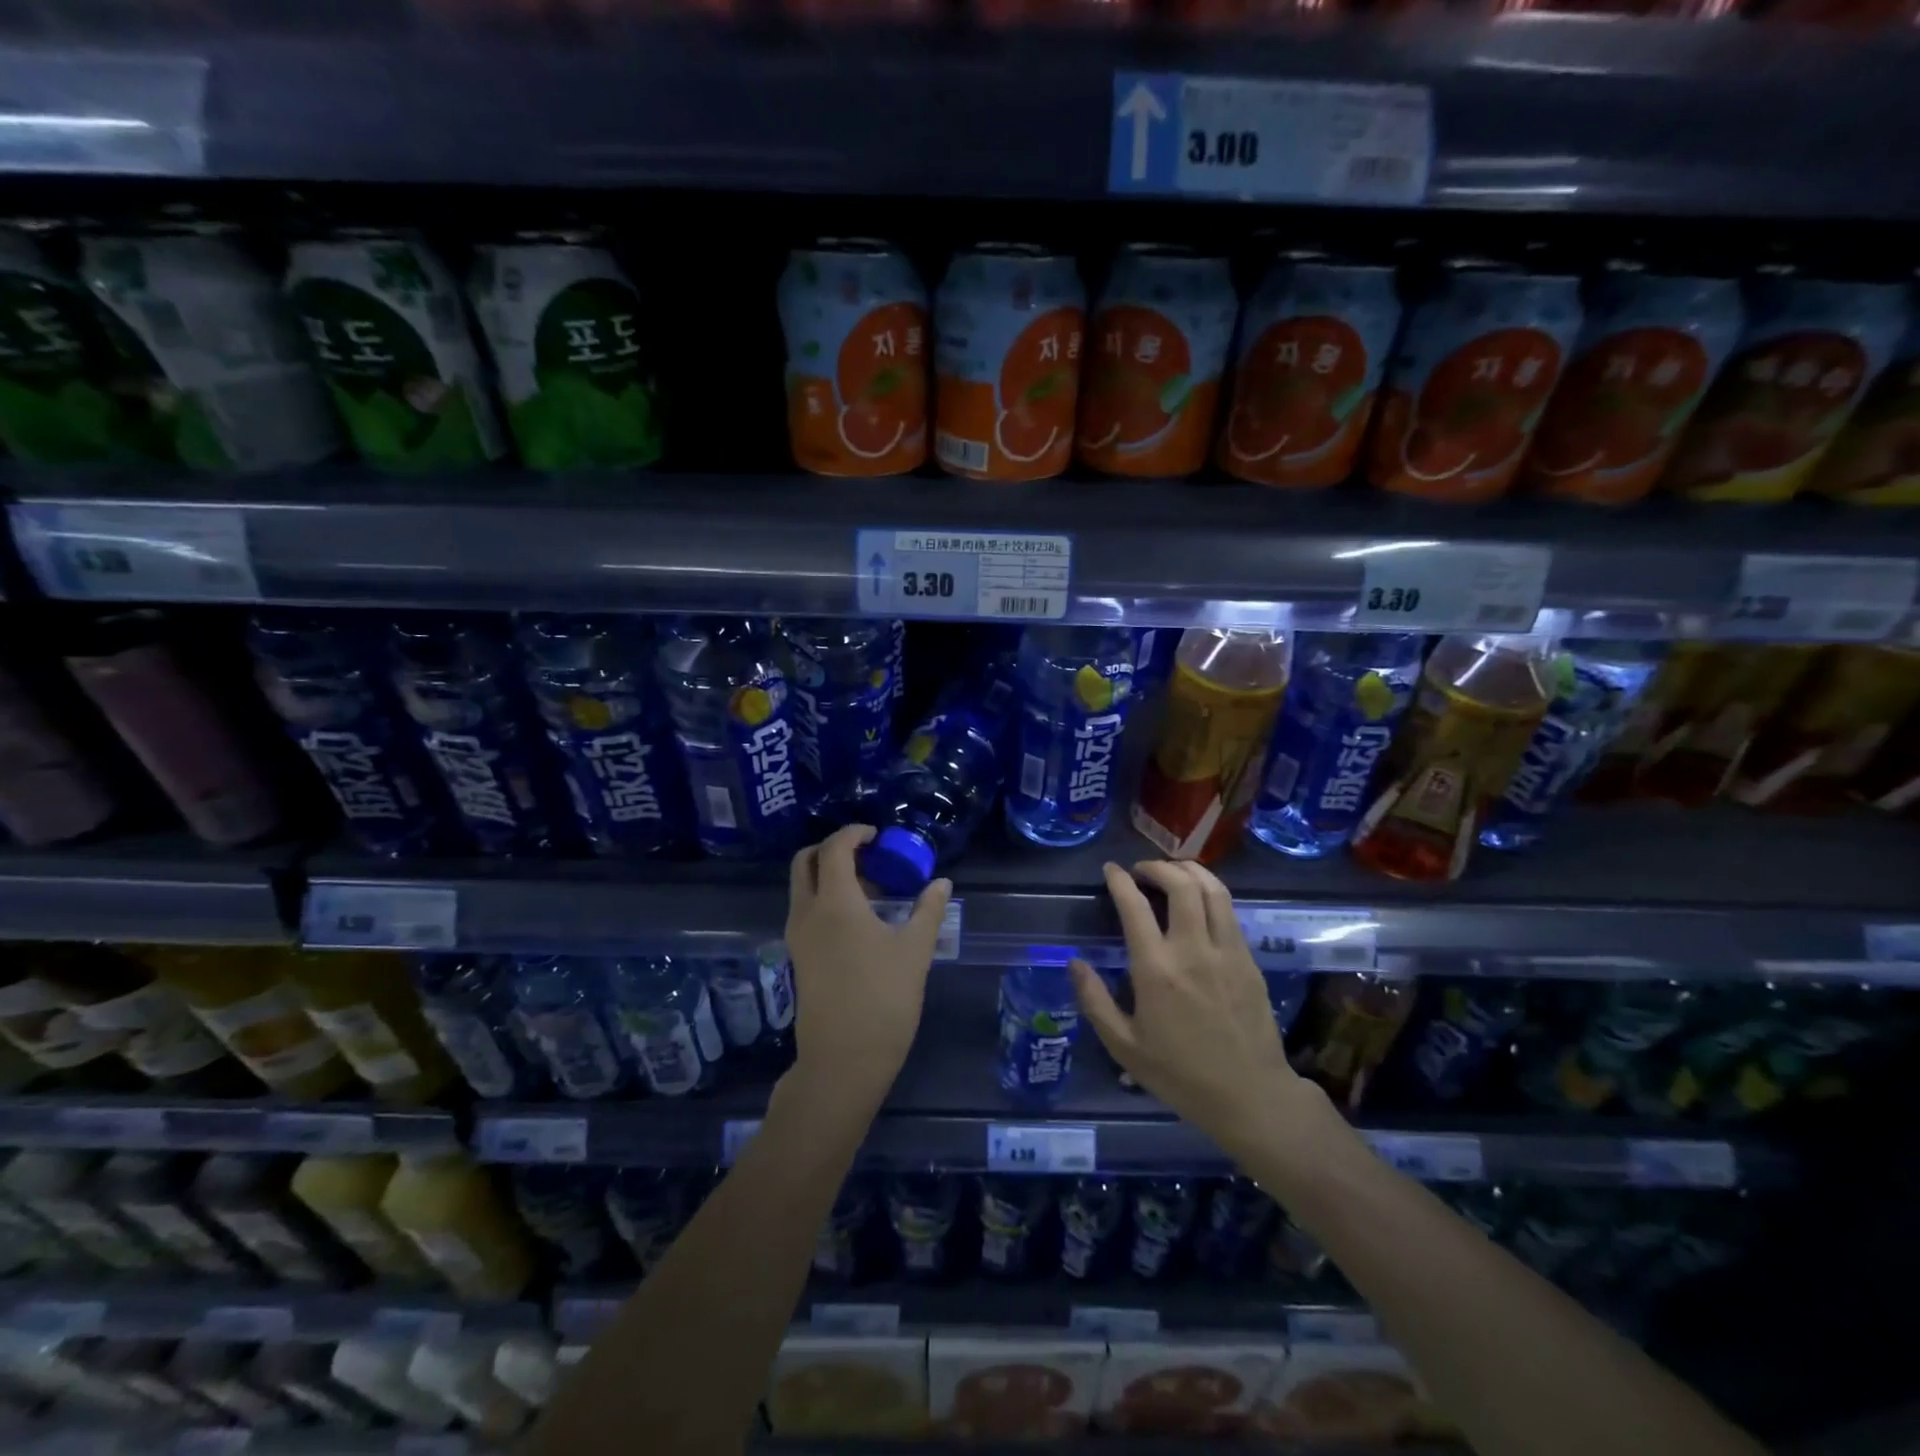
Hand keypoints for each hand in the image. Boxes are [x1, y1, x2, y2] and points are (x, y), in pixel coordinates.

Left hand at [784, 824, 952, 1105]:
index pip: (834, 848)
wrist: (844, 1060)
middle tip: (868, 855)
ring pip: (803, 887)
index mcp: (834, 902)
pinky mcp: (798, 957)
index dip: (854, 834)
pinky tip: (859, 917)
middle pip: (806, 862)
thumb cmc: (883, 999)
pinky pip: (806, 909)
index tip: (877, 835)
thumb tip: (941, 883)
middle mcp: (807, 912)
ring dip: (829, 874)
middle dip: (833, 849)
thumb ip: (928, 910)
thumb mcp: (915, 951)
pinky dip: (826, 897)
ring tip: (871, 887)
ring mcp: (798, 936)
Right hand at [1072, 860, 1319, 1159]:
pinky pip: (1230, 912)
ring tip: (1173, 874)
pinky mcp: (1250, 959)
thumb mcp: (1124, 1046)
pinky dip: (1211, 894)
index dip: (1120, 880)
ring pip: (1213, 889)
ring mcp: (1227, 951)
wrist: (1250, 1096)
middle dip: (1158, 867)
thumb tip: (1074, 963)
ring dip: (1190, 871)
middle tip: (1142, 871)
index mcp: (1157, 969)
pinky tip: (1199, 904)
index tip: (1111, 870)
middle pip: (1181, 884)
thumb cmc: (1180, 1074)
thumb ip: (1094, 1001)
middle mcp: (1193, 949)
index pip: (1135, 906)